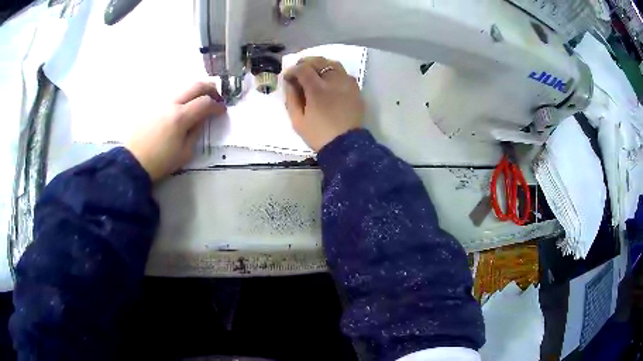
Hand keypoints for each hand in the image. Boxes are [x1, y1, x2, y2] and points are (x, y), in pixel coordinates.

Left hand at [126, 82, 225, 181]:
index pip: (205, 103)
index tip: (222, 110)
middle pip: (196, 86)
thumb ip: (196, 132)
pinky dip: (183, 97)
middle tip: (216, 97)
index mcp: (181, 117)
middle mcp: (171, 103)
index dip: (217, 105)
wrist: (133, 161)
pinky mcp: (153, 105)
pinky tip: (183, 108)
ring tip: (200, 102)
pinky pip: (172, 96)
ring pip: (183, 88)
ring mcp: (160, 102)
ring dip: (196, 91)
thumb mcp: (185, 153)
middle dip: (210, 89)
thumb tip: (201, 120)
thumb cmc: (160, 161)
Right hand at [284, 57, 364, 151]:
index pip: (303, 69)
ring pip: (334, 64)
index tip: (288, 76)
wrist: (345, 146)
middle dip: (306, 62)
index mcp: (317, 89)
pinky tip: (329, 81)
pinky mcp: (356, 90)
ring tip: (314, 72)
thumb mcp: (297, 120)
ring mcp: (347, 84)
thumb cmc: (318, 135)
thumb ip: (291, 98)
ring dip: (321, 65)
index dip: (293, 69)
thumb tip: (289, 83)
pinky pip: (344, 74)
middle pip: (319, 61)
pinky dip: (334, 73)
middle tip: (299, 70)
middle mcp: (334, 81)